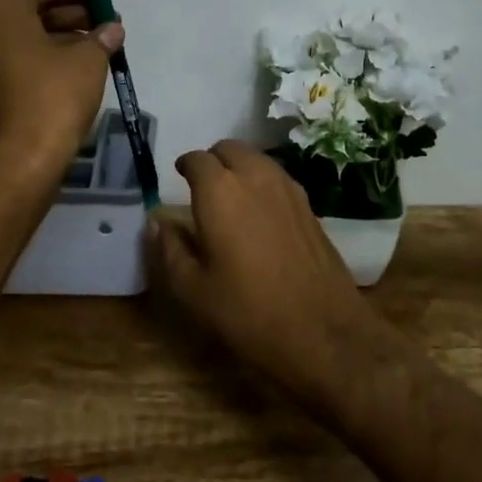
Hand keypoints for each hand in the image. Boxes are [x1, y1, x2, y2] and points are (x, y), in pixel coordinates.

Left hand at [0, 0, 122, 188]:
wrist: (19, 163)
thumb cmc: (52, 98)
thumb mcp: (88, 61)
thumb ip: (101, 36)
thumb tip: (111, 29)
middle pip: (31, 8)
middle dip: (71, 13)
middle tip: (105, 23)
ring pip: (23, 35)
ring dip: (59, 36)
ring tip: (97, 46)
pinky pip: (14, 58)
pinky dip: (42, 56)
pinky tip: (74, 67)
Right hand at [147, 140, 391, 408]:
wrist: (324, 332)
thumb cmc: (248, 312)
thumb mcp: (193, 290)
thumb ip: (170, 249)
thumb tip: (157, 222)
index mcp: (219, 191)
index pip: (197, 159)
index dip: (185, 166)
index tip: (178, 178)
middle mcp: (255, 177)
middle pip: (230, 149)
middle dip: (213, 160)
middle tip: (202, 185)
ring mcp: (288, 188)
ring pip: (257, 159)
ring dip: (239, 167)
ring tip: (229, 196)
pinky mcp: (309, 205)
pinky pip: (277, 178)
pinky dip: (261, 182)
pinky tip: (258, 212)